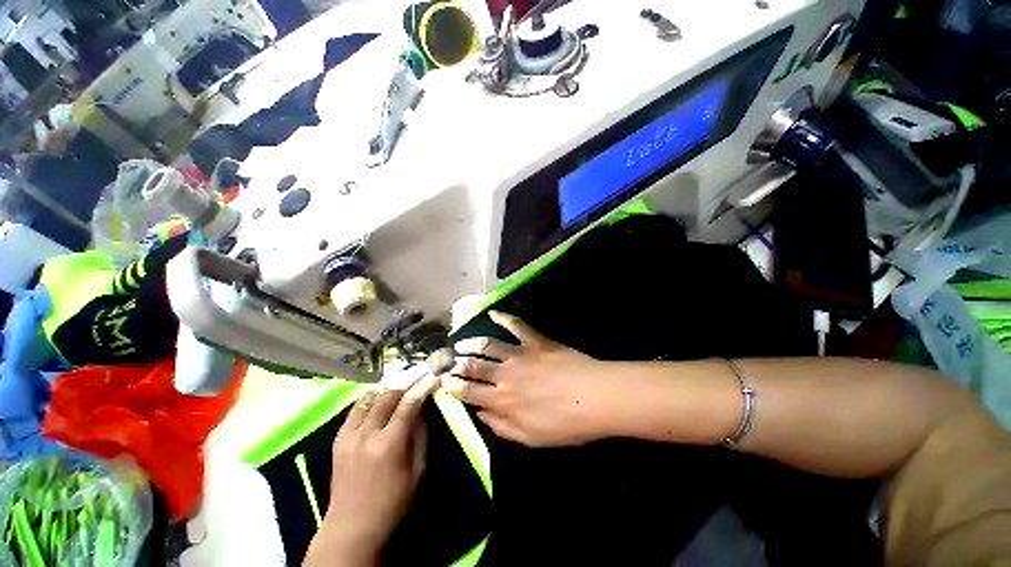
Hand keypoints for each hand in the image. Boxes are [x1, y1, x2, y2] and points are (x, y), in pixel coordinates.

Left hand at [305, 373, 438, 566]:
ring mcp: (349, 435)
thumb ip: (420, 435)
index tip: (433, 375)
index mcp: (390, 443)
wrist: (351, 526)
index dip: (423, 386)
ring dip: (387, 389)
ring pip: (370, 398)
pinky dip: (370, 400)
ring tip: (400, 384)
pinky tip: (379, 400)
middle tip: (418, 374)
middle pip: (388, 395)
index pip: (409, 403)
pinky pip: (356, 409)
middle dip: (406, 381)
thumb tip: (421, 410)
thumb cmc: (393, 501)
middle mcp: (367, 433)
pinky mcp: (338, 439)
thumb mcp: (418, 470)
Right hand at [440, 311, 618, 446]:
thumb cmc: (565, 424)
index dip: (452, 386)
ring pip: (488, 345)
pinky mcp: (535, 340)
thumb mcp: (530, 438)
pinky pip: (515, 325)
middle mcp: (505, 375)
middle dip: (455, 364)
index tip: (442, 381)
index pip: (468, 392)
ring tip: (460, 343)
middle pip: (473, 366)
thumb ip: (501, 426)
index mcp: (503, 401)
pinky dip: (503, 317)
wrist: (594, 397)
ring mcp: (519, 354)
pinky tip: (492, 313)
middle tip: (445, 361)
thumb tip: (479, 414)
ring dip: (471, 343)